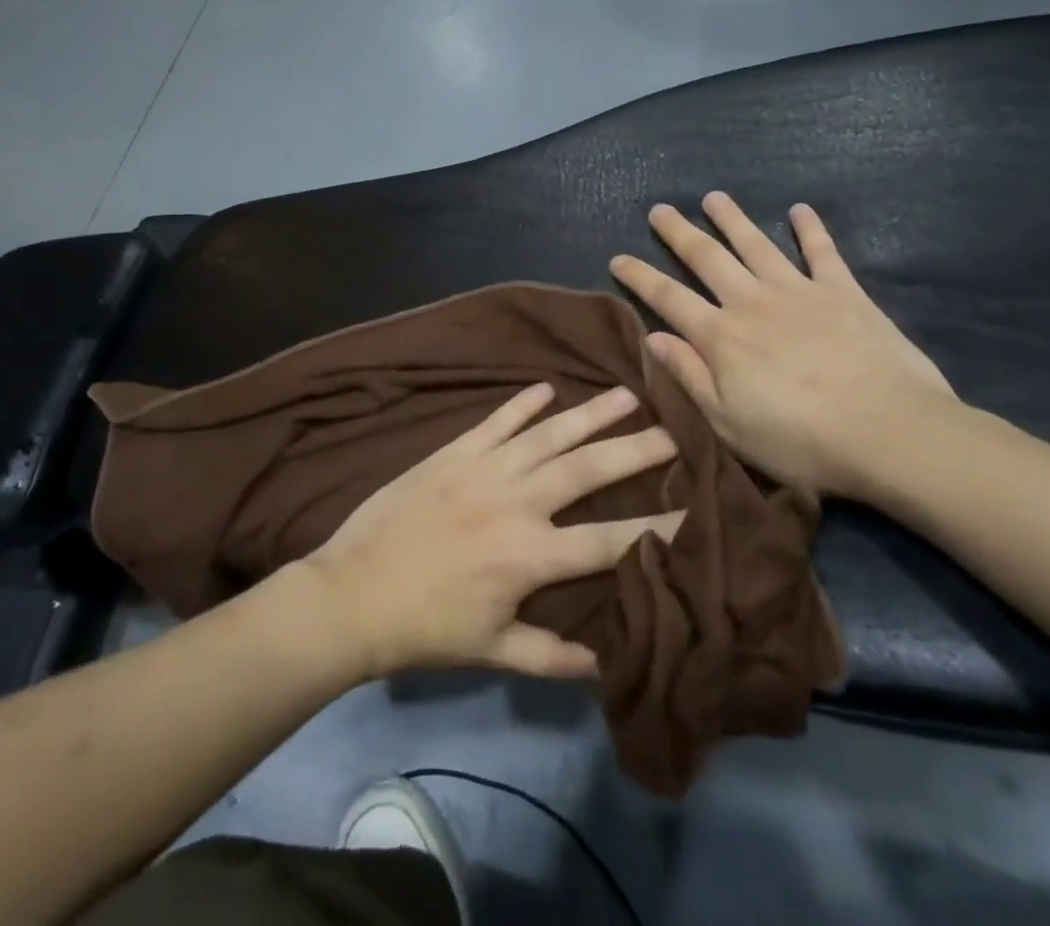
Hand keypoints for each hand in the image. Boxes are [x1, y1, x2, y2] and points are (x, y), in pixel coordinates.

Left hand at [299, 384, 682, 680]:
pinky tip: (546, 388)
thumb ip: (552, 655)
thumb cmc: (426, 627)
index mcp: (529, 556)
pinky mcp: (452, 452)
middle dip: (634, 450)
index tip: (695, 510)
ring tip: (626, 394)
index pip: (608, 541)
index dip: (657, 528)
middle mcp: (515, 502)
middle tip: (674, 430)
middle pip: (587, 470)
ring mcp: (482, 470)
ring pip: (547, 435)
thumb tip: (605, 661)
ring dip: (589, 414)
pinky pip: (494, 422)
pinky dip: (521, 404)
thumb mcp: (493, 652)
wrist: (354, 593)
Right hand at [609, 193, 957, 499]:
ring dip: (732, 219)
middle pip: (707, 258)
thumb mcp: (727, 422)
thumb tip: (651, 337)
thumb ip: (688, 375)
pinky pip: (822, 253)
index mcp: (721, 337)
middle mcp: (752, 303)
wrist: (889, 432)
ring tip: (713, 197)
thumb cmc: (800, 440)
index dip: (640, 276)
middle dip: (679, 233)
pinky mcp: (843, 293)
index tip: (618, 257)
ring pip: (756, 245)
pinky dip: (810, 229)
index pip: (668, 298)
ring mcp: (799, 292)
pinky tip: (801, 210)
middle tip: (659, 209)